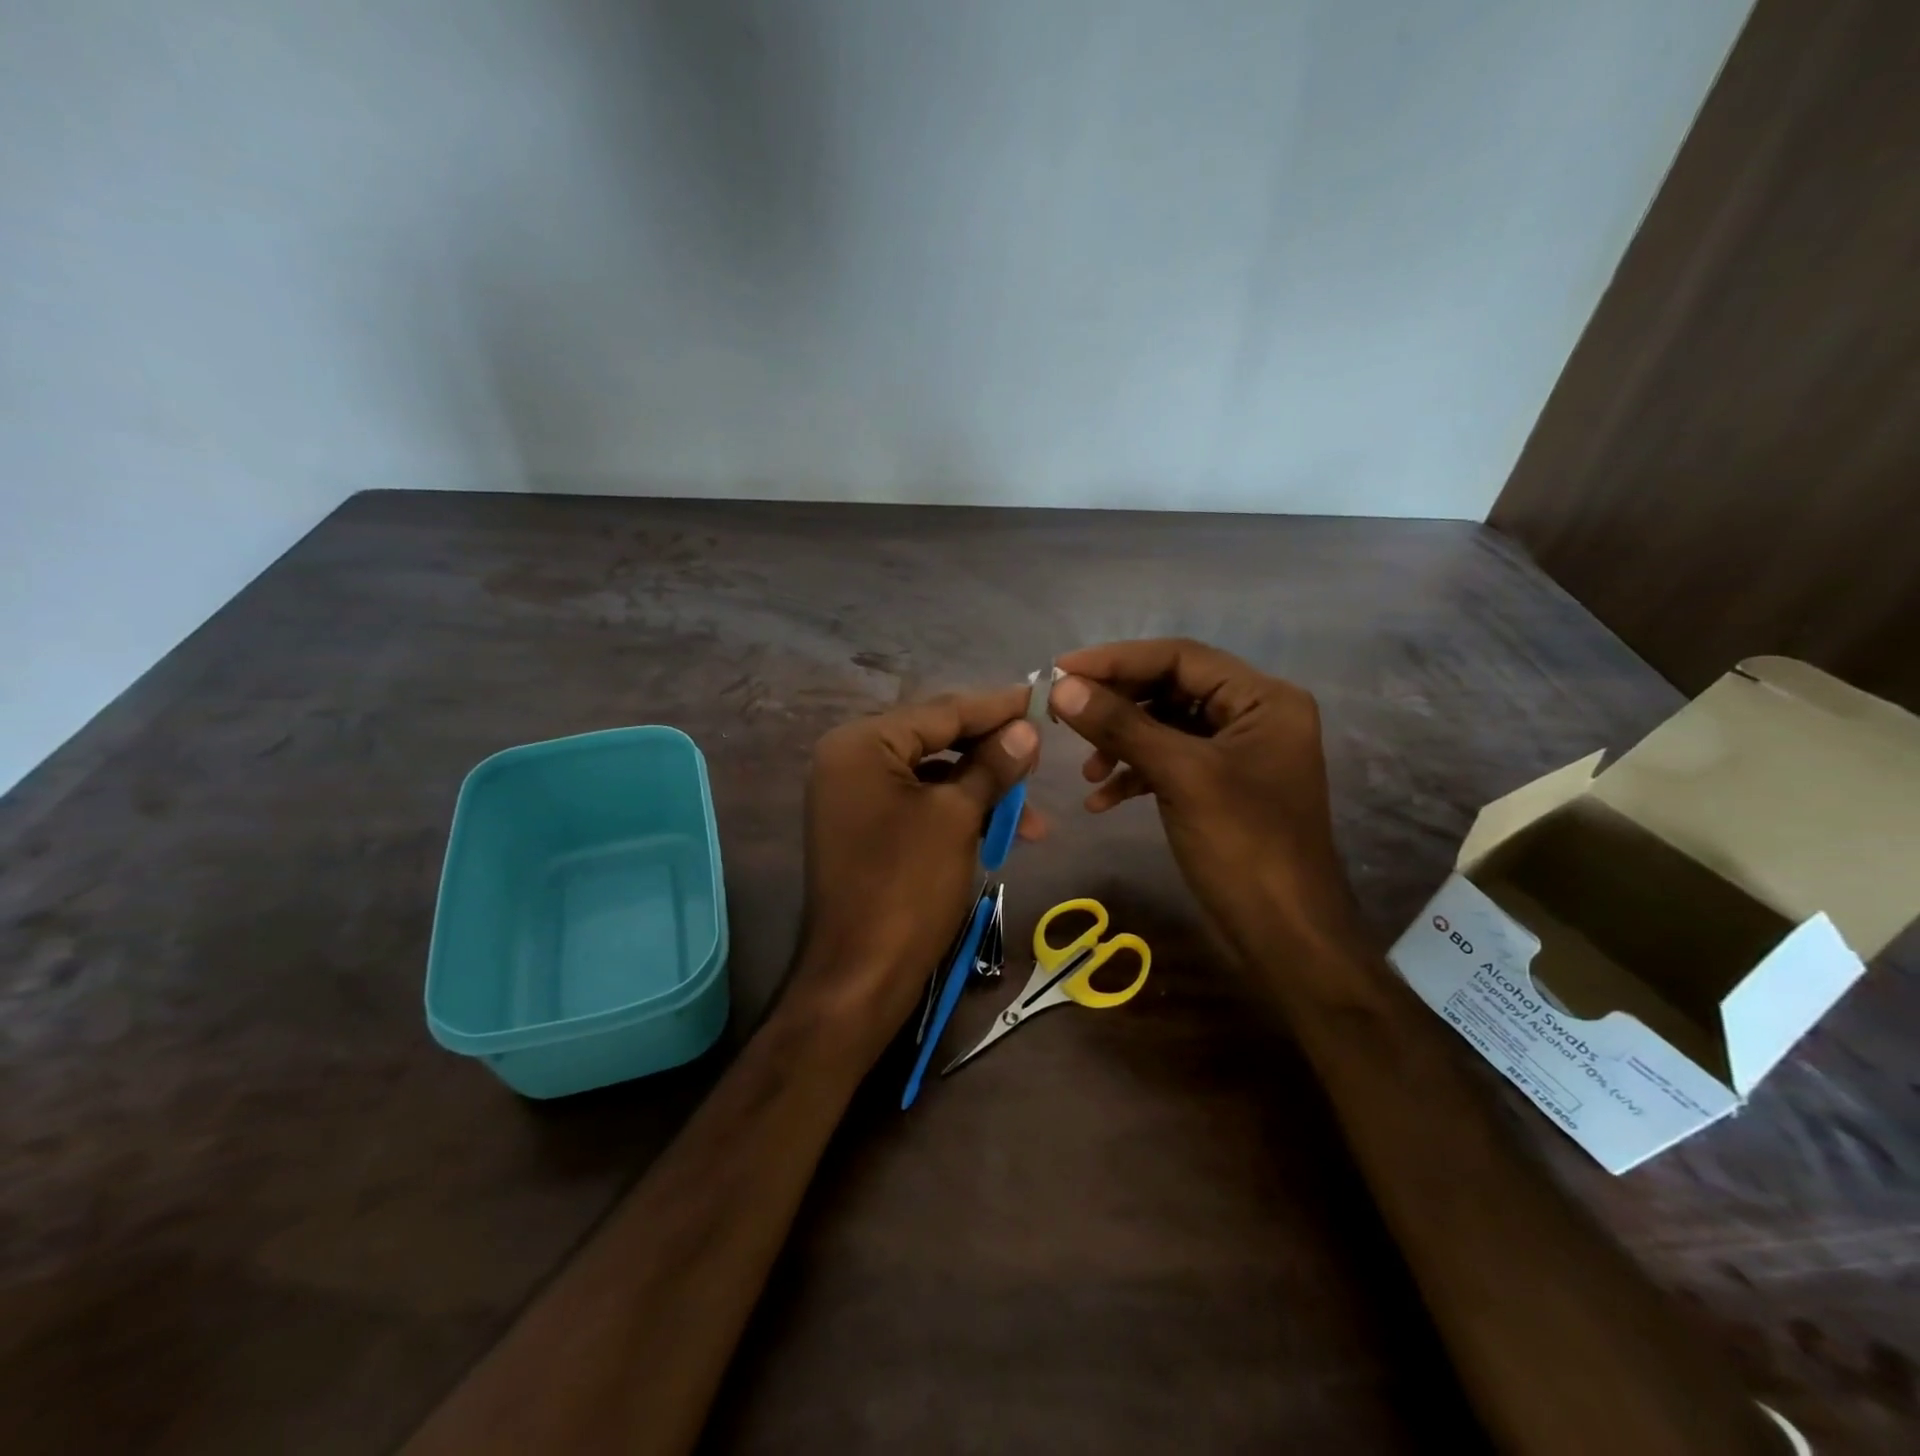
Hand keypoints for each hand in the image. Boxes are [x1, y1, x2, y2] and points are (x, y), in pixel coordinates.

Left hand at [796, 685, 1042, 1049]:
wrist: (860, 976)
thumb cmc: (908, 887)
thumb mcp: (958, 818)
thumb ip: (993, 766)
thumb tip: (1026, 730)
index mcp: (861, 743)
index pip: (941, 711)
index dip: (996, 707)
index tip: (1040, 697)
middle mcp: (850, 759)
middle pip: (935, 739)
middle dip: (992, 753)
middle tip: (1040, 757)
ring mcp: (854, 795)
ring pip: (932, 776)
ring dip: (981, 791)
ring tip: (1031, 815)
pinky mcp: (864, 827)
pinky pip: (919, 803)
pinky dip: (958, 812)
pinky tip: (999, 831)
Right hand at [1048, 639, 1361, 956]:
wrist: (1286, 937)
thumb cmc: (1244, 847)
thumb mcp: (1181, 777)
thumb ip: (1122, 725)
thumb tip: (1063, 688)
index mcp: (1263, 699)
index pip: (1181, 657)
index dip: (1117, 660)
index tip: (1061, 671)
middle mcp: (1254, 715)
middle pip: (1171, 689)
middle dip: (1116, 704)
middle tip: (1062, 715)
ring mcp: (1238, 753)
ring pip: (1165, 727)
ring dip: (1122, 743)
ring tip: (1086, 771)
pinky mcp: (1221, 786)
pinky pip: (1170, 762)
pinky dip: (1135, 775)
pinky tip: (1102, 800)